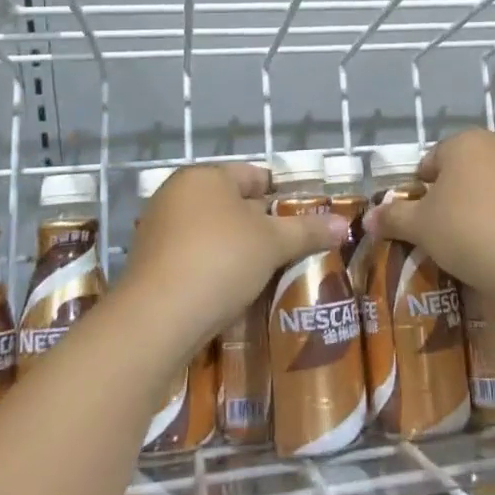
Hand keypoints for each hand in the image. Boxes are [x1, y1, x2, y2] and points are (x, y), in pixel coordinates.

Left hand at [121, 164, 346, 358]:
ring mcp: (159, 229)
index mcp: (204, 177)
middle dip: (261, 224)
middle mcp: (177, 194)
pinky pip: (194, 256)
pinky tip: (235, 288)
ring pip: (213, 232)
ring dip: (239, 248)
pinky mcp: (150, 264)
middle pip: (232, 203)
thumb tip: (344, 225)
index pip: (253, 176)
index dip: (282, 194)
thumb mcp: (273, 244)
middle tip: (292, 246)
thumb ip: (308, 231)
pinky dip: (216, 267)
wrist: (157, 318)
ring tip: (270, 270)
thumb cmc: (220, 260)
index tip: (305, 217)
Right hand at [369, 130, 494, 309]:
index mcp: (464, 142)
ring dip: (473, 213)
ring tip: (467, 248)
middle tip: (439, 237)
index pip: (430, 163)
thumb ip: (393, 218)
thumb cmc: (470, 232)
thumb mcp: (422, 227)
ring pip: (485, 190)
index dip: (419, 194)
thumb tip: (367, 217)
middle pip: (459, 174)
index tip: (418, 224)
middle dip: (447, 202)